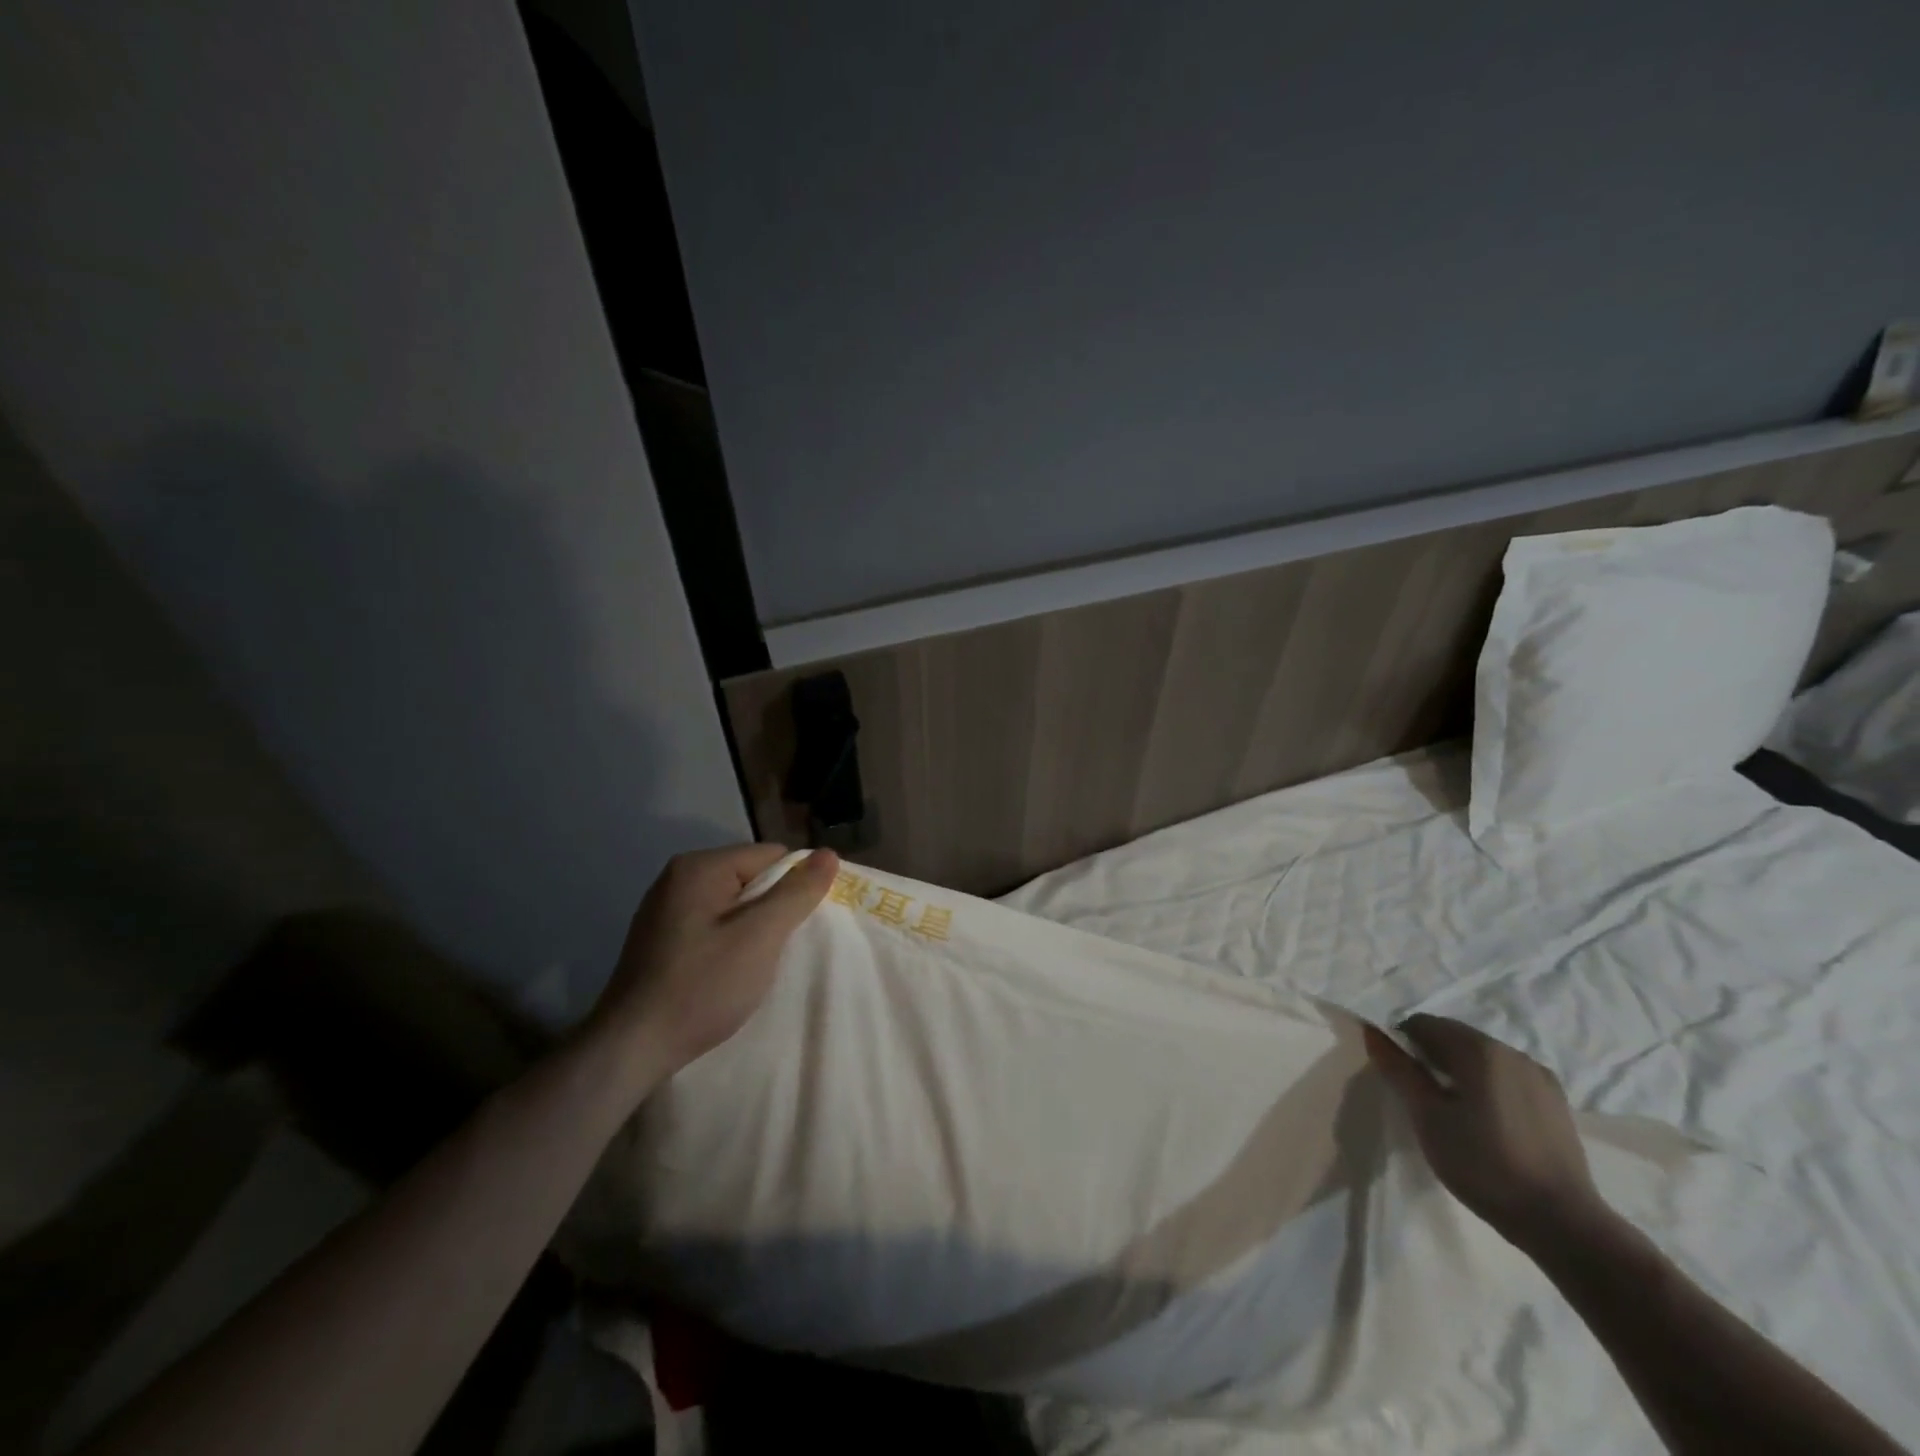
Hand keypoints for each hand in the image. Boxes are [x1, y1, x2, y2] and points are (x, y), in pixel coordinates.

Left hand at [587, 844, 838, 1081]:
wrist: (630, 1048)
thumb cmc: (701, 986)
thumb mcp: (760, 937)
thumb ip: (797, 892)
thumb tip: (828, 854)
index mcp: (700, 866)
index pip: (771, 856)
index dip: (795, 886)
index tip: (802, 925)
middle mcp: (679, 877)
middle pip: (751, 876)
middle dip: (773, 908)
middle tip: (781, 947)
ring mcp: (665, 908)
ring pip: (733, 903)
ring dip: (753, 927)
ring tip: (757, 962)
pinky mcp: (660, 937)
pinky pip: (712, 923)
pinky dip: (730, 941)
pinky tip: (730, 971)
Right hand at [1363, 1016, 1610, 1256]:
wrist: (1562, 1223)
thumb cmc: (1483, 1165)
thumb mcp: (1427, 1116)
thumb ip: (1398, 1069)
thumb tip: (1373, 1032)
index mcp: (1478, 1049)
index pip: (1422, 1023)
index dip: (1402, 1044)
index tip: (1401, 1080)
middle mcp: (1511, 1050)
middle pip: (1454, 1036)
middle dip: (1431, 1057)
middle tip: (1424, 1098)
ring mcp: (1539, 1075)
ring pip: (1481, 1056)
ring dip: (1460, 1071)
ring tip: (1456, 1113)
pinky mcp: (1556, 1100)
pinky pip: (1506, 1075)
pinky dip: (1487, 1085)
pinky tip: (1488, 1121)